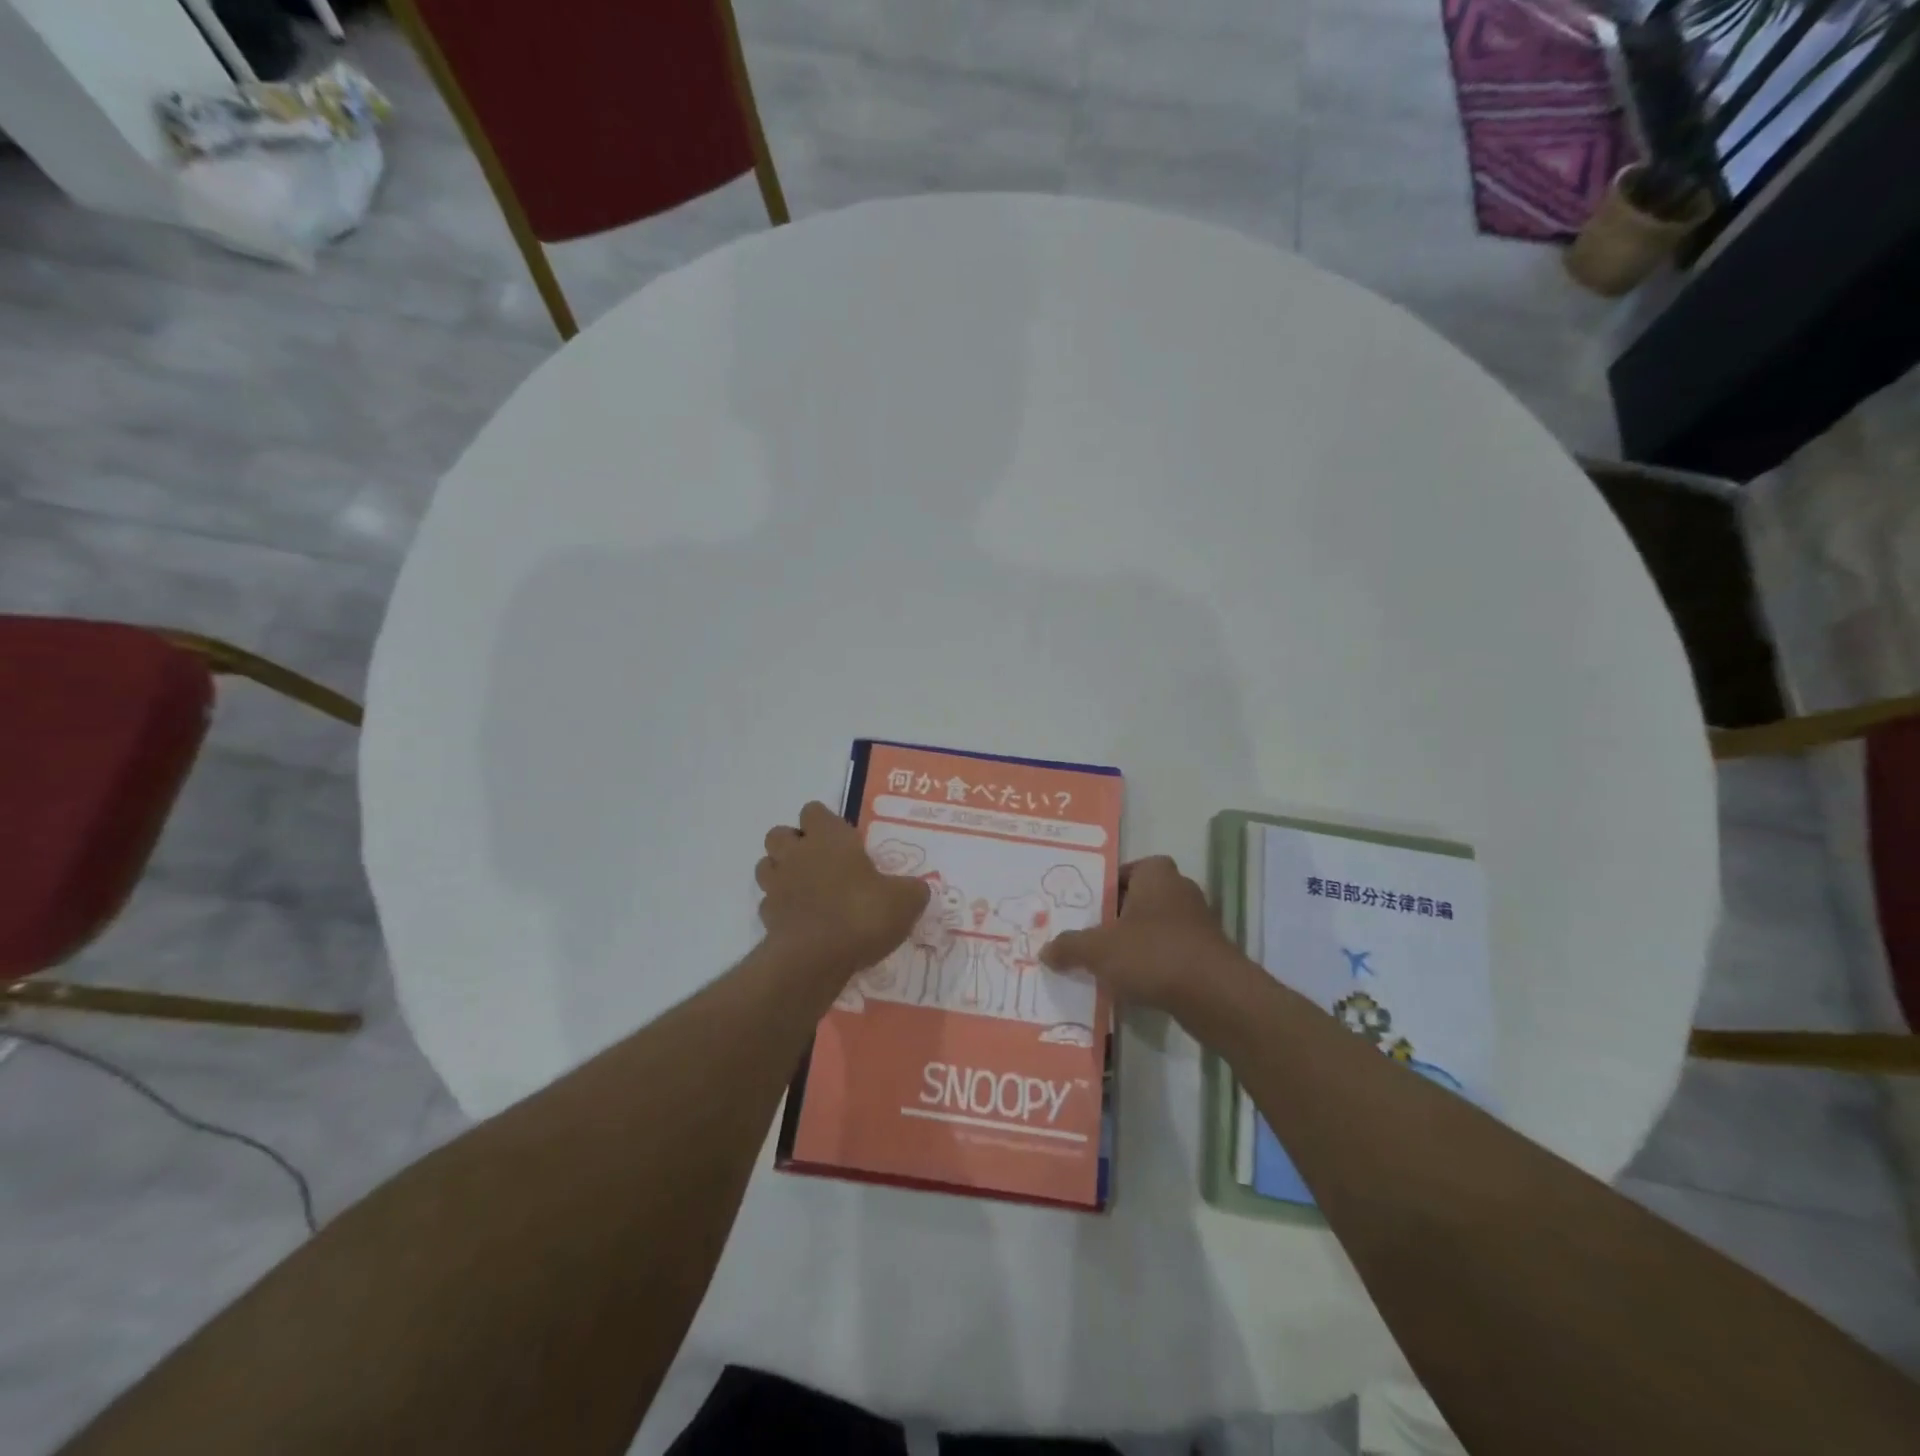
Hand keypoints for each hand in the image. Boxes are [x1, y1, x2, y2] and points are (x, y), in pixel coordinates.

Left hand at [756, 802, 930, 972]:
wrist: (816, 959)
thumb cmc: (861, 913)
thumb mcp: (905, 900)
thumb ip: (912, 890)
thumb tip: (917, 889)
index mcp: (828, 837)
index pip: (813, 810)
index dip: (824, 822)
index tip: (843, 840)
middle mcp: (797, 854)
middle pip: (779, 834)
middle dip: (794, 844)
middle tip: (821, 863)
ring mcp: (776, 885)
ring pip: (766, 866)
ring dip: (782, 873)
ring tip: (807, 890)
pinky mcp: (766, 918)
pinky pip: (769, 904)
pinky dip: (782, 909)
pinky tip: (803, 922)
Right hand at [1041, 856, 1239, 1017]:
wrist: (1215, 996)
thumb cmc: (1153, 954)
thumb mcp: (1098, 950)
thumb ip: (1069, 947)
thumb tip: (1045, 951)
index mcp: (1157, 874)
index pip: (1128, 870)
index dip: (1107, 887)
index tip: (1088, 909)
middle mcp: (1181, 890)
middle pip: (1141, 899)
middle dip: (1118, 917)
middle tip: (1091, 936)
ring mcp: (1199, 923)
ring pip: (1156, 928)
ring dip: (1136, 943)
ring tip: (1108, 964)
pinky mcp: (1208, 954)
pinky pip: (1172, 953)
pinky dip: (1155, 965)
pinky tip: (1135, 985)